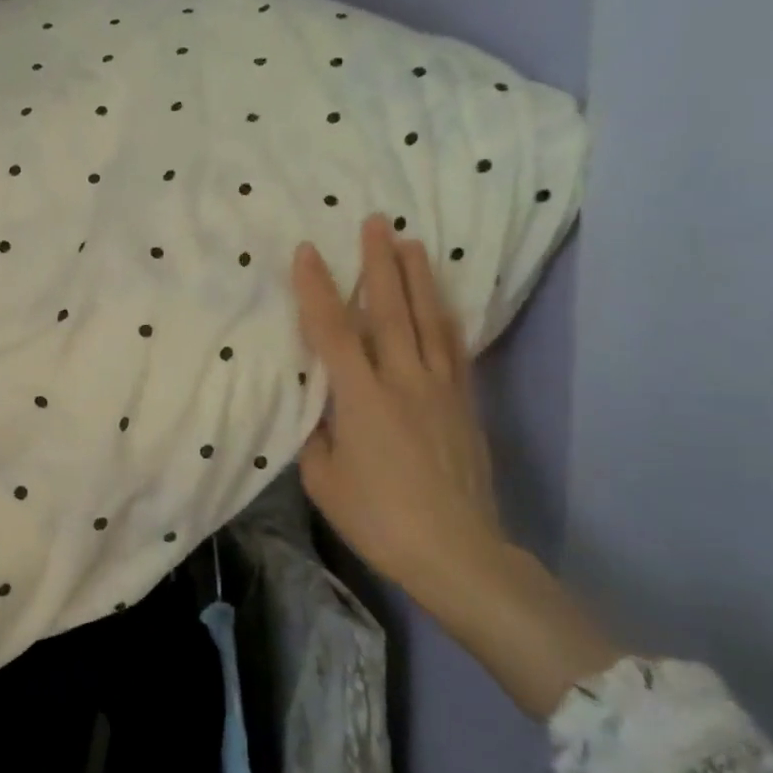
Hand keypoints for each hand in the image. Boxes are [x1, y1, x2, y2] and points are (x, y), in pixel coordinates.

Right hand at [292, 216, 618, 716]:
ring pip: (429, 320)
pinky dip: (445, 316)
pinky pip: (454, 347)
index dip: (317, 288)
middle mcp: (403, 381)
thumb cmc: (377, 518)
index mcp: (361, 399)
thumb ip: (317, 433)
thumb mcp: (323, 479)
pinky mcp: (465, 404)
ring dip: (418, 278)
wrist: (456, 551)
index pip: (333, 330)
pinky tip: (441, 301)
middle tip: (375, 221)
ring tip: (412, 242)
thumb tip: (319, 405)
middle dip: (379, 262)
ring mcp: (441, 389)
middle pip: (390, 310)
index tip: (307, 251)